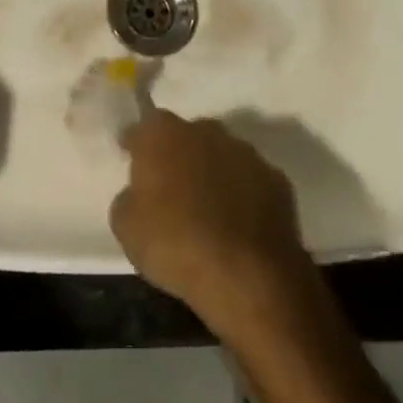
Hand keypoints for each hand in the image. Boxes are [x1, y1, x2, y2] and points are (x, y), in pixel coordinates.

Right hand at [110, 111, 311, 328]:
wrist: (248, 275)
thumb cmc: (176, 245)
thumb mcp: (127, 229)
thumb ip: (128, 199)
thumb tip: (138, 193)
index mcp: (163, 134)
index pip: (142, 128)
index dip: (135, 143)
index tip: (131, 157)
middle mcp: (205, 130)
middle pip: (185, 136)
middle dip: (177, 155)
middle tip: (171, 189)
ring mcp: (244, 151)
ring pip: (220, 155)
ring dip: (211, 173)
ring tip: (207, 210)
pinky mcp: (275, 177)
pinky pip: (249, 181)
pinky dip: (242, 194)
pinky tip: (237, 225)